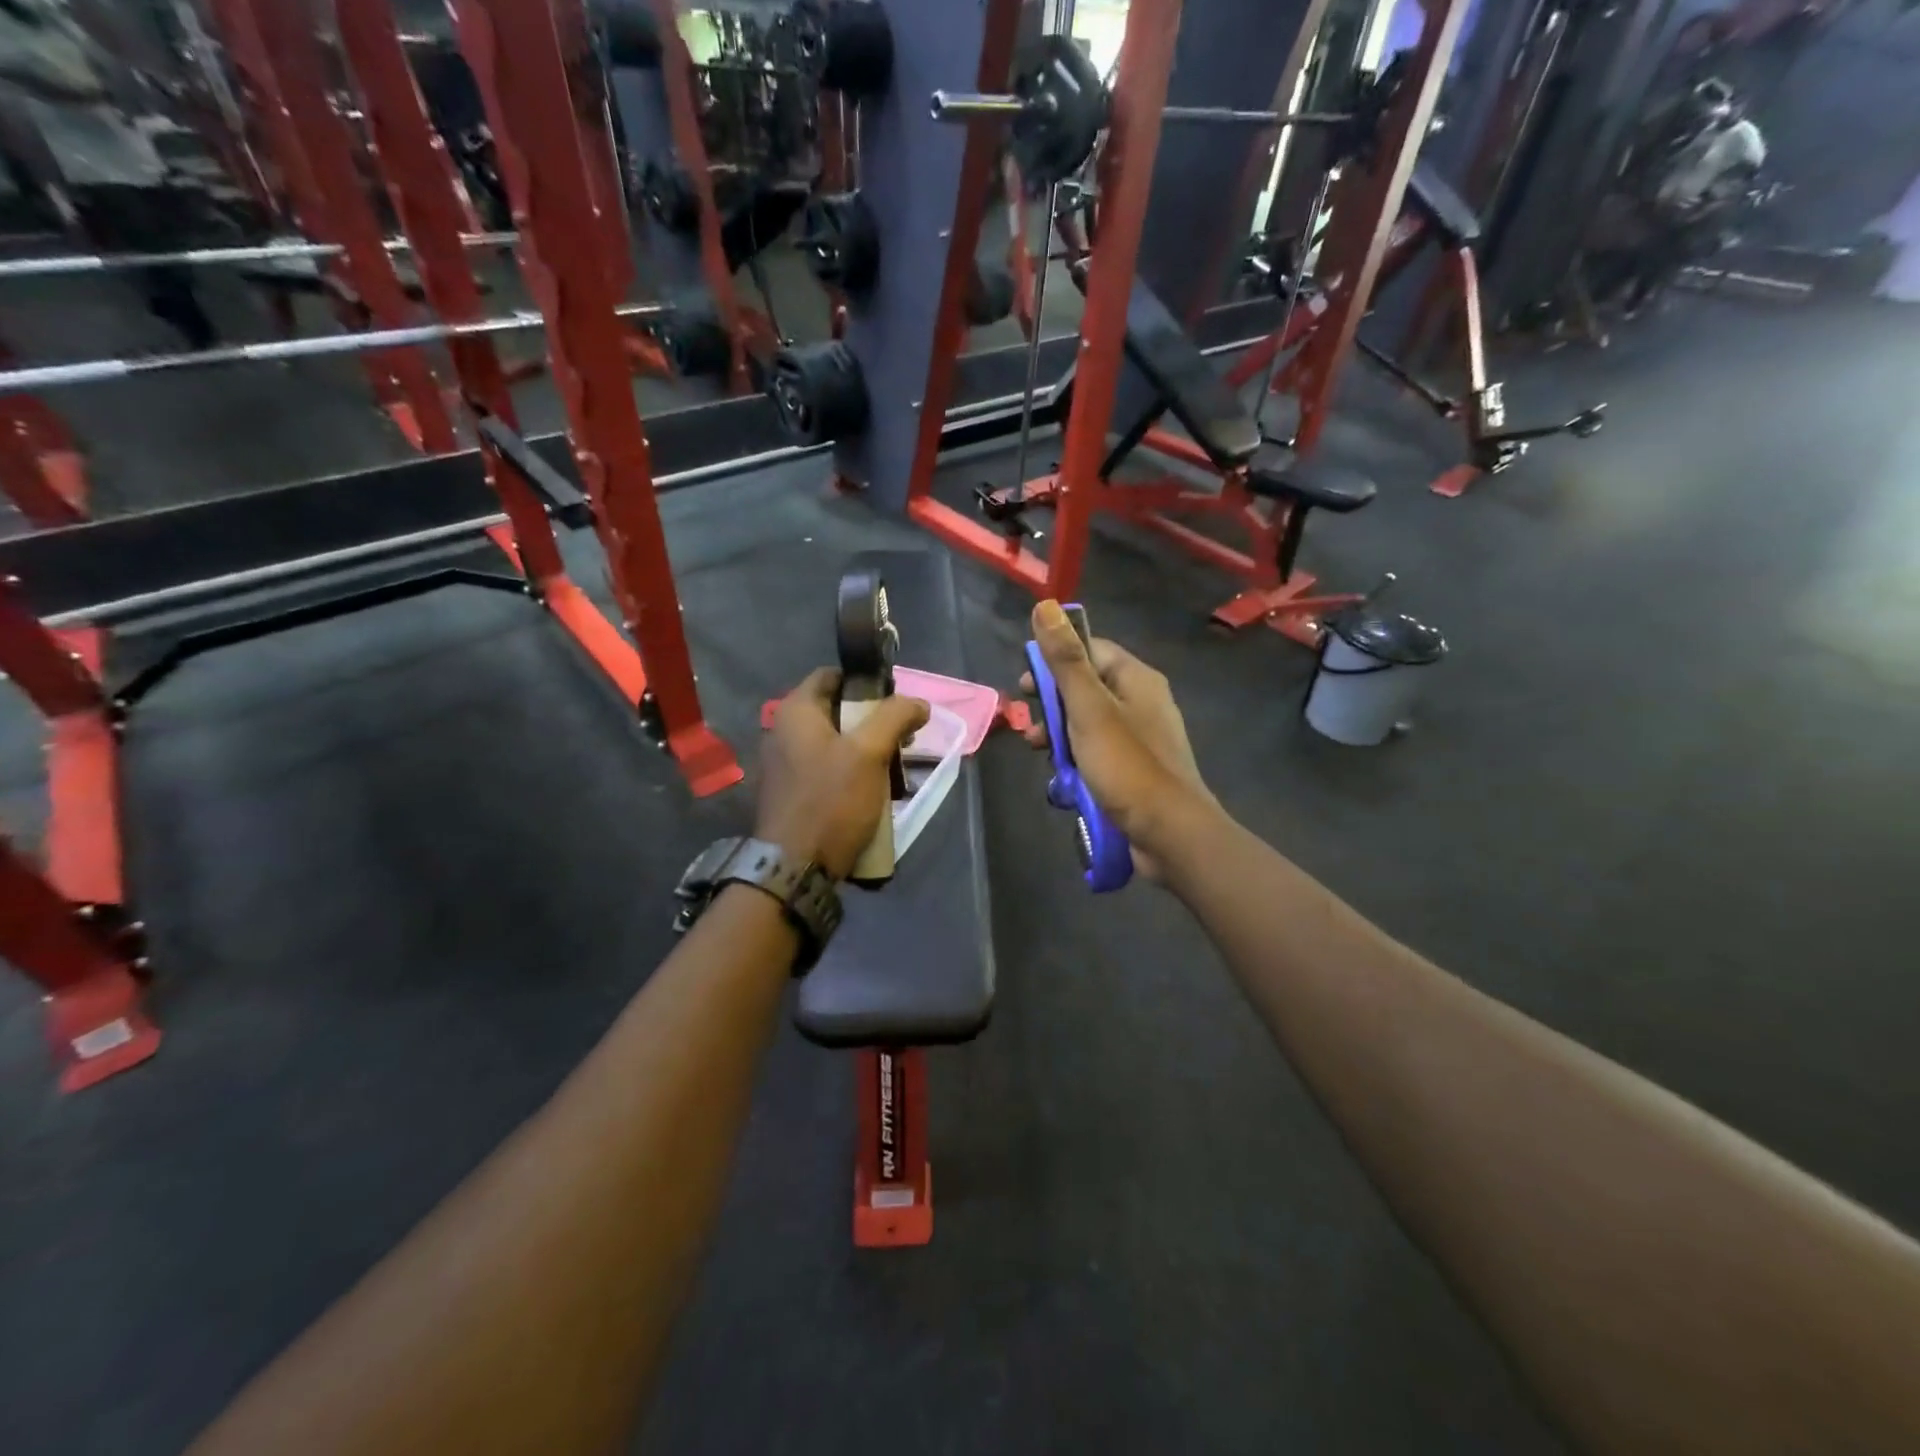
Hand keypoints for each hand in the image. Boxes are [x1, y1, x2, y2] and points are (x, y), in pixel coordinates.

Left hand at [756, 669, 929, 880]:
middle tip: (902, 740)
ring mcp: (782, 764)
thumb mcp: (869, 752)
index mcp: (795, 711)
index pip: (832, 675)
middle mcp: (781, 731)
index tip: (895, 703)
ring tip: (892, 769)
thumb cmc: (831, 800)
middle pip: (835, 711)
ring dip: (864, 751)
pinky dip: (848, 773)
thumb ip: (895, 717)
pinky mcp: (789, 793)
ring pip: (833, 743)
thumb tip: (918, 704)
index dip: (866, 683)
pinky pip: (824, 769)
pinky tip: (871, 792)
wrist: (795, 867)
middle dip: (872, 722)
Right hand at [1020, 601, 1218, 879]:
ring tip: (1040, 755)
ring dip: (1059, 738)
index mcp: (1136, 678)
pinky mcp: (1135, 770)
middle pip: (1085, 689)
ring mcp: (1140, 739)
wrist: (1169, 833)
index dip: (1054, 662)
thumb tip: (1046, 605)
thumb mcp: (1088, 708)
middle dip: (1052, 706)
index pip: (1089, 650)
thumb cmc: (1126, 765)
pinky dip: (1077, 763)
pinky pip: (1097, 755)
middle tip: (1028, 726)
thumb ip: (1065, 660)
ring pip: (1087, 725)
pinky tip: (1064, 782)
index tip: (1025, 685)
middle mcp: (1141, 702)